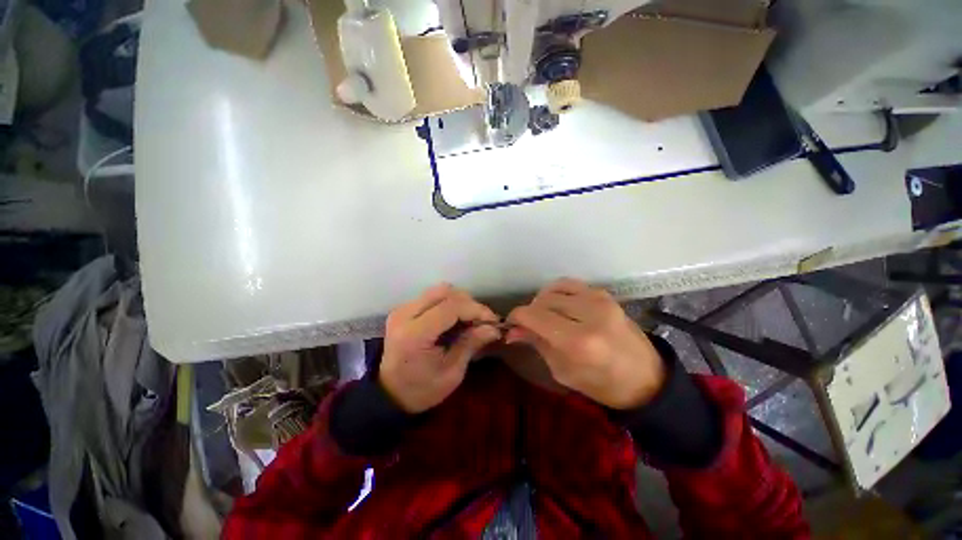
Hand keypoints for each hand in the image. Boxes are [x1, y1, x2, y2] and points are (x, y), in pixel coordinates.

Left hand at [380, 283, 501, 412]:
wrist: (390, 395)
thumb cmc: (422, 390)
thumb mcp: (452, 373)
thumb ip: (471, 344)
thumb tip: (493, 328)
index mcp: (414, 334)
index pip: (451, 307)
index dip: (476, 309)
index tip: (492, 321)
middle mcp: (405, 315)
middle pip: (444, 292)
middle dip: (468, 303)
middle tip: (481, 320)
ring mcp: (402, 310)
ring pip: (439, 291)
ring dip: (459, 301)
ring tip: (469, 319)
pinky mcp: (403, 309)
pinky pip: (432, 297)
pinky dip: (448, 303)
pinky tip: (455, 319)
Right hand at [506, 278, 665, 409]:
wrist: (646, 377)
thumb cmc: (603, 385)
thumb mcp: (563, 371)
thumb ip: (536, 343)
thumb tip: (512, 329)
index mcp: (578, 341)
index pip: (534, 315)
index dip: (516, 317)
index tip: (511, 325)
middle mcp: (589, 314)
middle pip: (542, 301)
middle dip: (529, 312)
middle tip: (528, 326)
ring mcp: (599, 299)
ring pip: (553, 289)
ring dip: (542, 302)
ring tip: (544, 317)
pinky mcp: (604, 294)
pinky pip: (569, 284)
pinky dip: (556, 292)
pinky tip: (558, 306)